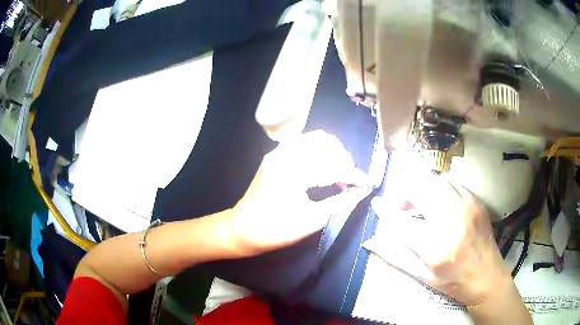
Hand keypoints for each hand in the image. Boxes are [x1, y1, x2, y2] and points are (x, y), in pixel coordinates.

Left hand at [229, 130, 370, 254]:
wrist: (242, 229)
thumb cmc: (275, 230)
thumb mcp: (312, 221)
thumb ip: (340, 204)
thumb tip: (361, 192)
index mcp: (294, 171)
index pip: (333, 164)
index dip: (353, 174)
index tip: (365, 184)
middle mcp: (286, 154)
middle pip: (326, 142)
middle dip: (343, 158)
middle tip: (349, 180)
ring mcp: (278, 152)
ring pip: (315, 139)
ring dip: (331, 153)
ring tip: (338, 174)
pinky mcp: (275, 155)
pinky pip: (303, 144)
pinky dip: (318, 152)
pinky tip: (322, 169)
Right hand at [368, 174, 510, 306]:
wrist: (487, 276)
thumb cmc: (453, 281)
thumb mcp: (421, 276)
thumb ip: (395, 255)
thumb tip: (371, 241)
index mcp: (434, 245)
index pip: (400, 221)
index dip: (385, 211)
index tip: (377, 204)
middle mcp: (450, 219)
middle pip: (419, 188)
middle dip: (404, 193)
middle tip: (400, 205)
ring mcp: (466, 205)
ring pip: (435, 180)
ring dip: (421, 188)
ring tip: (418, 202)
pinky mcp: (475, 200)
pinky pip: (451, 182)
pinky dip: (438, 187)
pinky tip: (438, 201)